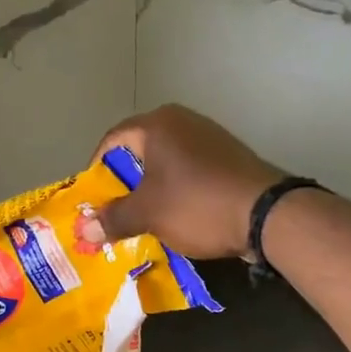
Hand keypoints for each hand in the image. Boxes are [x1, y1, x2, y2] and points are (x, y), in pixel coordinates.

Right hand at [94, 106, 286, 259]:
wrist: (267, 214)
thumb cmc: (196, 204)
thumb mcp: (148, 214)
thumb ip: (113, 219)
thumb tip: (83, 230)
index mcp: (156, 125)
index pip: (112, 141)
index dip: (97, 171)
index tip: (93, 201)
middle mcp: (182, 121)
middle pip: (139, 151)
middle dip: (124, 184)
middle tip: (115, 213)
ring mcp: (209, 137)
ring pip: (165, 163)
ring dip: (151, 189)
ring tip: (144, 218)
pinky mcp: (228, 157)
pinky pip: (189, 171)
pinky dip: (177, 190)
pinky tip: (177, 216)